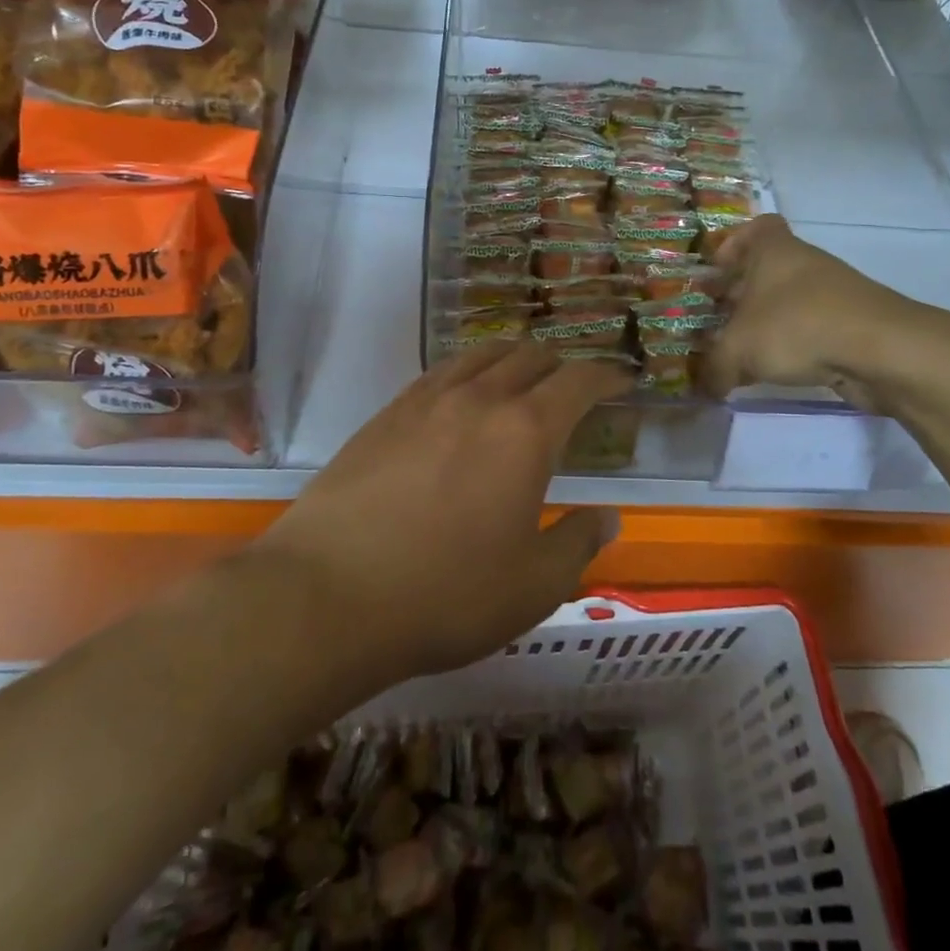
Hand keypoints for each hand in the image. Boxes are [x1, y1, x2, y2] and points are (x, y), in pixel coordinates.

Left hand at [254, 344, 631, 681]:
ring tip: (521, 380)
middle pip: (530, 356)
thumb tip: (606, 518)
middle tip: (573, 387)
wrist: (327, 596)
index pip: (578, 380)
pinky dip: (468, 372)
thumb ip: (577, 544)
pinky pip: (441, 372)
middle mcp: (479, 399)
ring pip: (482, 355)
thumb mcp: (533, 586)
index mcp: (525, 431)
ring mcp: (427, 400)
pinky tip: (462, 398)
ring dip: (513, 359)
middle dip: (562, 364)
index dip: (607, 374)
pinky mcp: (386, 414)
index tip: (623, 379)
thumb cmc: (444, 595)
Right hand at [704, 215, 949, 409]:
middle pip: (767, 270)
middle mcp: (804, 264)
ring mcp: (832, 293)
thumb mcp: (738, 350)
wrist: (881, 350)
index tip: (717, 271)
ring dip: (765, 323)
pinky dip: (793, 345)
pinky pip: (810, 329)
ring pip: (788, 302)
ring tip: (741, 352)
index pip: (757, 227)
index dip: (734, 245)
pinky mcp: (851, 325)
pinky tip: (776, 371)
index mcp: (775, 250)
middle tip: (715, 320)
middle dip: (740, 295)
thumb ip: (713, 368)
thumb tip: (704, 386)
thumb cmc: (797, 327)